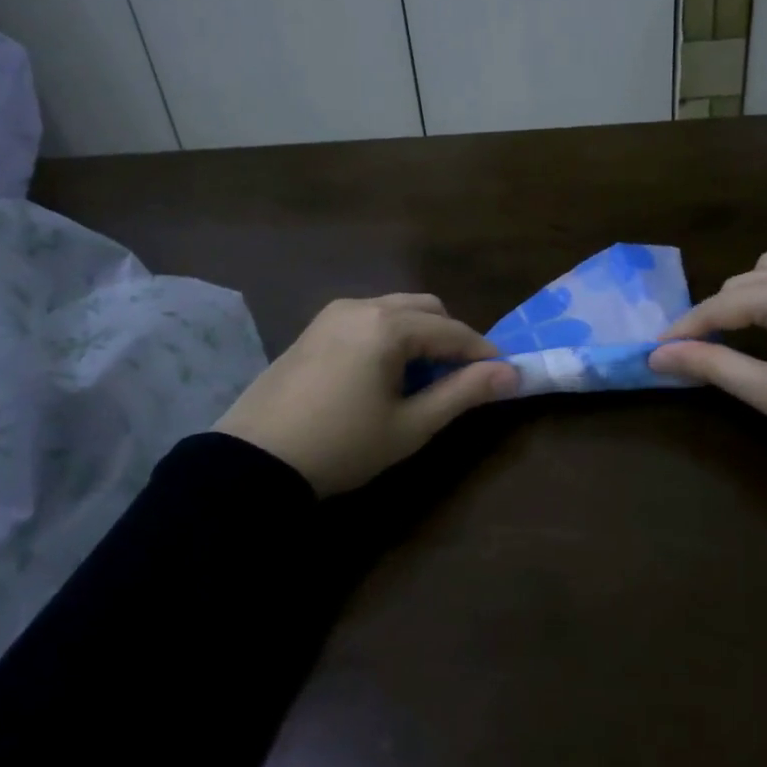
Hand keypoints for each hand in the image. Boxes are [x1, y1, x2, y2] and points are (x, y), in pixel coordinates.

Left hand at [217, 294, 517, 494]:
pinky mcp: (314, 328)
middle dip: (451, 337)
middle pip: (425, 308)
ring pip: (395, 309)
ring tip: (424, 376)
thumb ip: (463, 393)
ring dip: (420, 333)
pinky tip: (385, 371)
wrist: (254, 460)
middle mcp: (362, 306)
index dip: (482, 353)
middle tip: (461, 377)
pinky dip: (390, 334)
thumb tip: (511, 373)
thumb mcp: (410, 426)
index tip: (505, 374)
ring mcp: (333, 313)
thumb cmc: (342, 445)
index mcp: (388, 325)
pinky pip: (368, 318)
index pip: (452, 331)